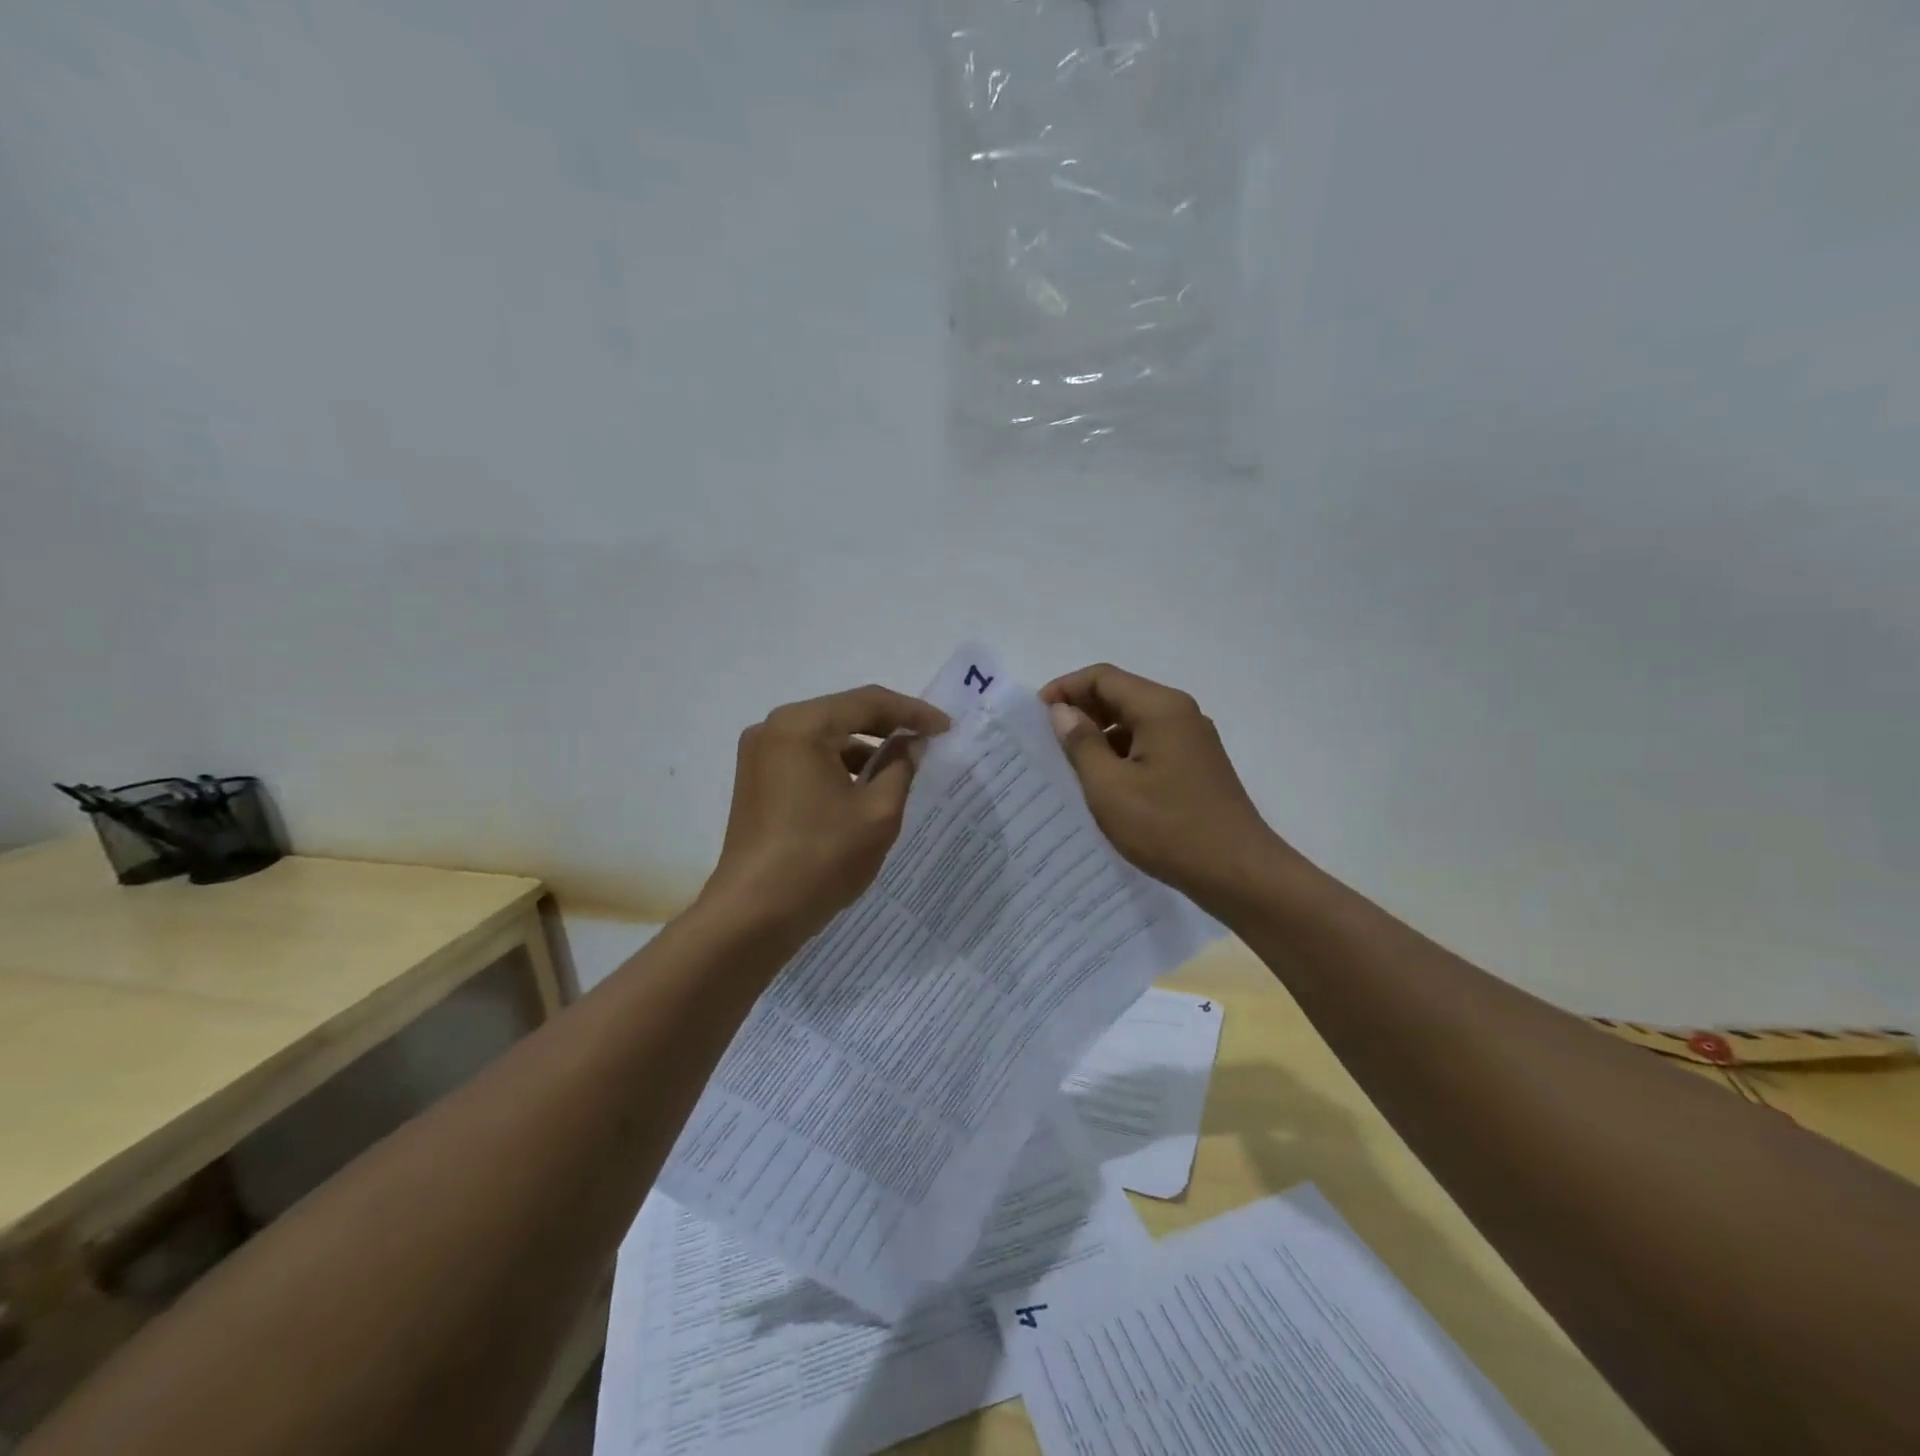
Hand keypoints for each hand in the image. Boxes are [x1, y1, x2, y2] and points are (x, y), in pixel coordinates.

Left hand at [702, 684, 949, 942]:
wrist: (753, 915)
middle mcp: (773, 729)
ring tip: (903, 767)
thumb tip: (911, 744)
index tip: (946, 728)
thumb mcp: (879, 812)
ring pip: (825, 737)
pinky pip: (807, 758)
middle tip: (929, 741)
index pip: (868, 702)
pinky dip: (838, 766)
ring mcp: (759, 756)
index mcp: (801, 726)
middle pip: (843, 714)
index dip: (913, 712)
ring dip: (863, 748)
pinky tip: (865, 787)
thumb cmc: (821, 859)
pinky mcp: (756, 782)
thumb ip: (901, 768)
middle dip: (888, 727)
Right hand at [1041, 664, 1285, 909]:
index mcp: (1160, 708)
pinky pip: (1151, 744)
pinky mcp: (1197, 765)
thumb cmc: (1168, 828)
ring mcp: (1193, 740)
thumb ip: (1081, 744)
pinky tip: (1105, 784)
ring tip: (1069, 764)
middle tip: (1046, 739)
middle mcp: (1180, 713)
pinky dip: (1122, 753)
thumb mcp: (1110, 787)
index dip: (1065, 689)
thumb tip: (1062, 712)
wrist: (1238, 872)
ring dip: (1101, 734)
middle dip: (1081, 710)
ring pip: (1135, 721)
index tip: (1035, 716)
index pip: (1103, 677)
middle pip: (1121, 694)